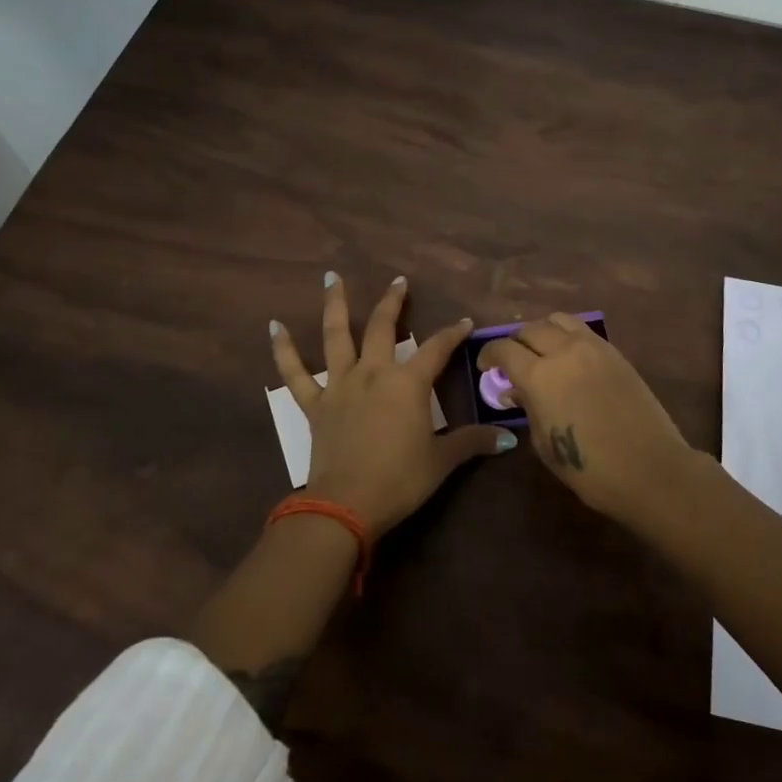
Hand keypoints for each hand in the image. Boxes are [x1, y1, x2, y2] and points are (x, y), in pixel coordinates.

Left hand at [270, 272, 513, 536]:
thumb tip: (507, 438)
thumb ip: (472, 442)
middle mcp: (373, 373)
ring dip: (334, 304)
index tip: (465, 321)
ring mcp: (340, 385)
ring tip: (331, 277)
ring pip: (336, 335)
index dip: (453, 333)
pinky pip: (294, 373)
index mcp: (407, 383)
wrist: (347, 504)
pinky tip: (274, 326)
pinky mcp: (314, 404)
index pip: (437, 349)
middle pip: (382, 327)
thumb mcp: (442, 461)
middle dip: (393, 302)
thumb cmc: (400, 480)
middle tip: (398, 281)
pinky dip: (283, 349)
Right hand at [477, 313, 694, 528]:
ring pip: (558, 320)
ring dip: (542, 331)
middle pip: (529, 329)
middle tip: (511, 361)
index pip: (504, 349)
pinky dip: (567, 335)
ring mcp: (593, 347)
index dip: (489, 355)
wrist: (650, 469)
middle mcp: (564, 351)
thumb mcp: (545, 444)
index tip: (485, 367)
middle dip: (514, 342)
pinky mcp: (615, 352)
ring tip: (540, 351)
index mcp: (540, 375)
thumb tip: (515, 390)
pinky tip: (568, 356)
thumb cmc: (590, 468)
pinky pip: (582, 330)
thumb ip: (527, 409)